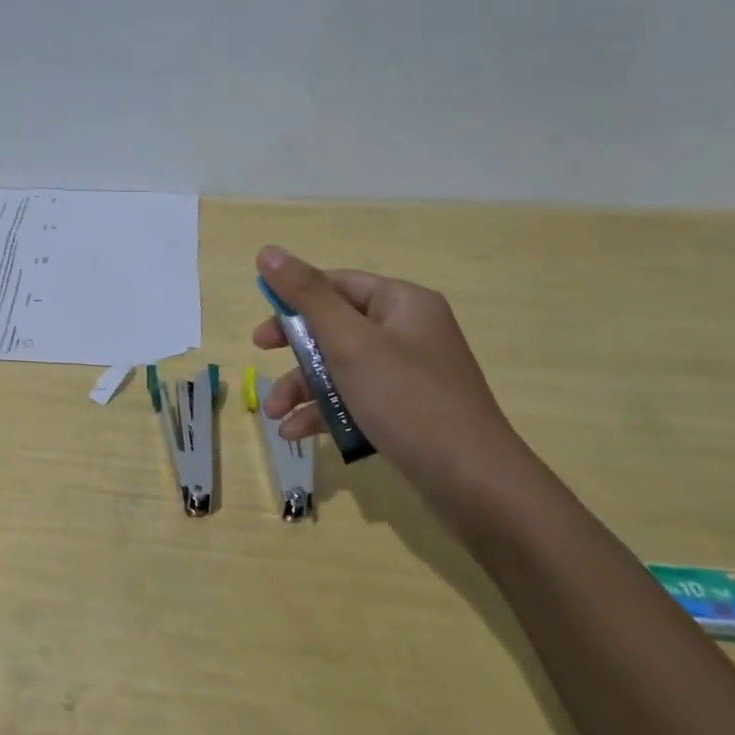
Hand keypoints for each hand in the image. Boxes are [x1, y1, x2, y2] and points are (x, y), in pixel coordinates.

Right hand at [251, 246, 545, 529]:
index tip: (262, 320)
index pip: (337, 285)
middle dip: (294, 350)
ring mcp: (409, 374)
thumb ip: (307, 296)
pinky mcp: (407, 411)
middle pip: (336, 326)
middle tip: (260, 356)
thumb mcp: (350, 343)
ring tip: (274, 416)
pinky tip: (297, 433)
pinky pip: (356, 399)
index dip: (294, 298)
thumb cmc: (408, 400)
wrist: (474, 483)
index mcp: (402, 303)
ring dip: (303, 387)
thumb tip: (268, 251)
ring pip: (342, 367)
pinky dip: (326, 412)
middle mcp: (408, 332)